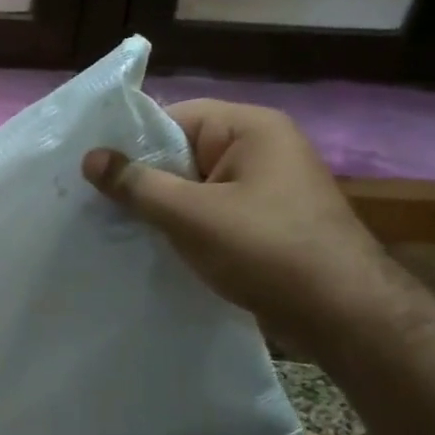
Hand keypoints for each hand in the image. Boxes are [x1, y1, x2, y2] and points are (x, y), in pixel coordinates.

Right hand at [83, 99, 387, 353]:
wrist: (344, 315)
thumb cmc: (266, 251)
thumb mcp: (190, 215)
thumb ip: (137, 184)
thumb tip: (90, 157)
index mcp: (251, 128)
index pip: (174, 119)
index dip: (133, 143)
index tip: (93, 172)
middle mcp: (261, 148)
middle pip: (183, 152)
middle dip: (143, 178)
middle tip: (97, 203)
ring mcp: (266, 187)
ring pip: (194, 186)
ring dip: (161, 206)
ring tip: (119, 227)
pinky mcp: (265, 221)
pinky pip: (211, 211)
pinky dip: (184, 225)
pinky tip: (156, 246)